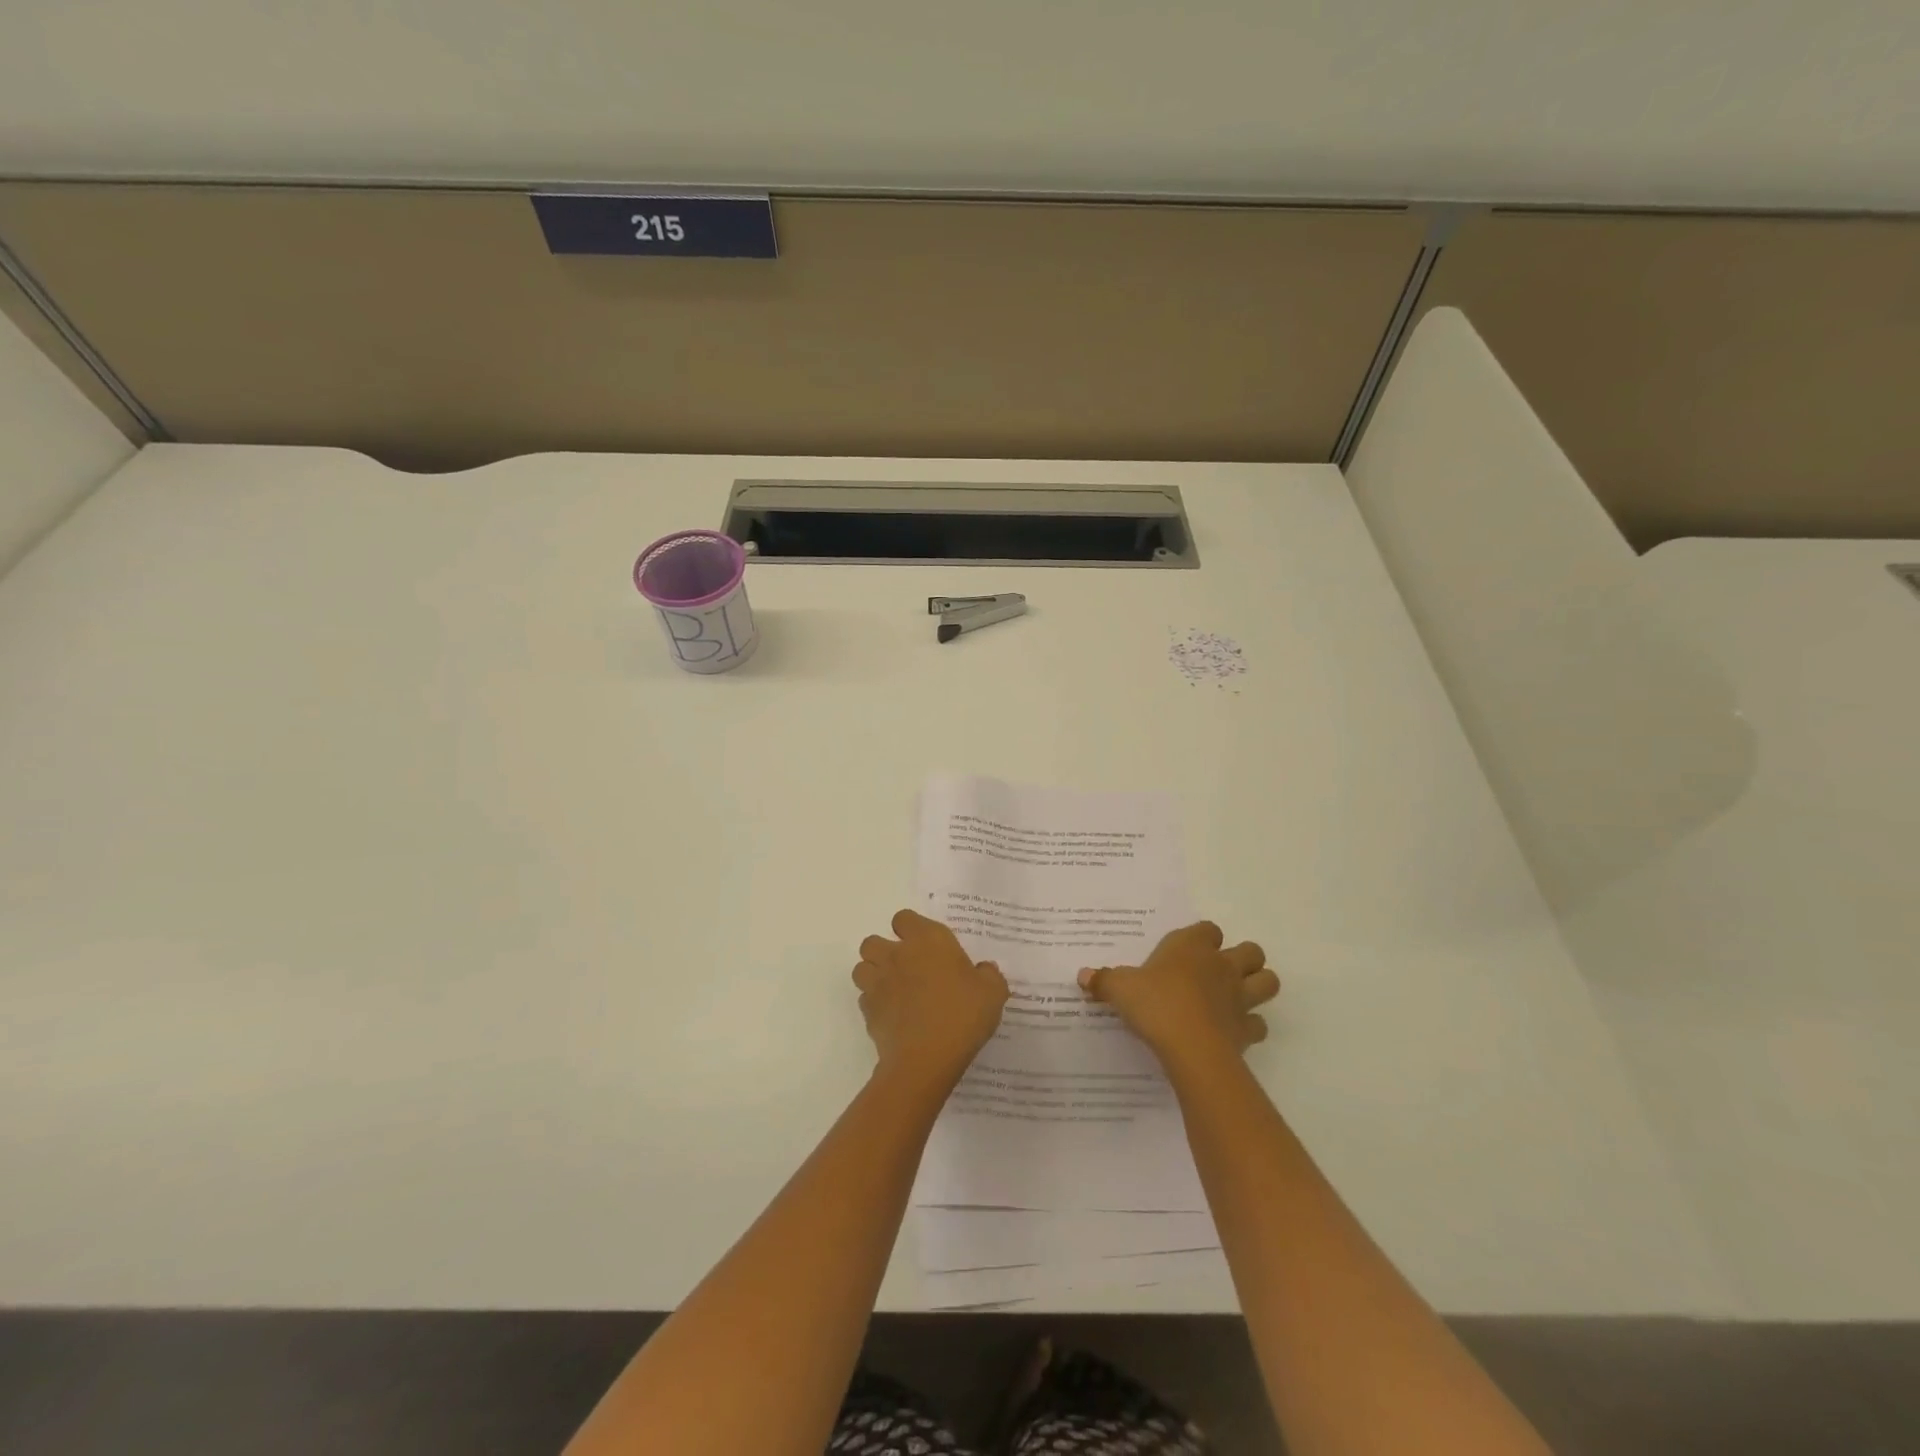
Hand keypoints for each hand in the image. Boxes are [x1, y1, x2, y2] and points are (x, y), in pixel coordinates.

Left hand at [853, 910, 1008, 1088]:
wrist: (926, 1058)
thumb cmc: (962, 1015)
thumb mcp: (993, 992)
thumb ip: (989, 975)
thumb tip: (984, 969)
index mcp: (927, 940)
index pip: (904, 918)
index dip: (911, 929)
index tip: (925, 945)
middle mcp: (897, 955)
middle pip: (873, 941)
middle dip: (884, 951)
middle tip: (907, 968)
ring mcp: (878, 983)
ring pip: (862, 967)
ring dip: (873, 974)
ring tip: (894, 990)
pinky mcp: (867, 1011)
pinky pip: (864, 998)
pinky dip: (874, 1003)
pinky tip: (893, 1016)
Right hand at [1078, 921, 1276, 1070]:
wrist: (1190, 1046)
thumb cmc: (1154, 1003)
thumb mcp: (1119, 988)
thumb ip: (1103, 980)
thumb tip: (1082, 975)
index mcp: (1191, 947)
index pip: (1208, 928)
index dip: (1202, 937)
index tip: (1187, 950)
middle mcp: (1222, 966)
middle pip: (1251, 951)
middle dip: (1243, 958)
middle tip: (1219, 972)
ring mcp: (1240, 998)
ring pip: (1268, 982)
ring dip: (1257, 987)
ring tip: (1237, 997)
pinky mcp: (1247, 1030)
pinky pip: (1259, 1025)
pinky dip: (1250, 1027)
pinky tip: (1232, 1032)